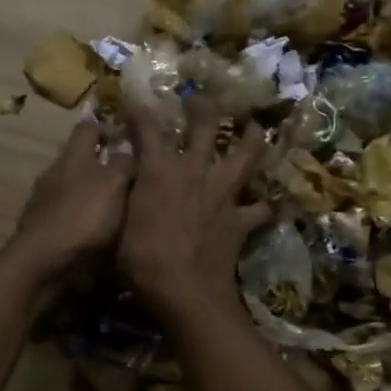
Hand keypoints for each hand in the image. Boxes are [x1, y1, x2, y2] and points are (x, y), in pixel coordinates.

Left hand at [12, 119, 134, 275]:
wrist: (42, 261)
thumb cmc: (83, 217)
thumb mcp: (113, 185)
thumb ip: (123, 164)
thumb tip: (126, 152)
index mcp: (73, 157)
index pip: (87, 128)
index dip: (106, 128)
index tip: (125, 139)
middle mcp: (55, 173)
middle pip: (79, 159)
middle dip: (101, 165)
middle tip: (127, 179)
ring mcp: (44, 200)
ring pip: (72, 187)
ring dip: (90, 193)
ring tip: (115, 209)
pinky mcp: (40, 225)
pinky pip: (65, 212)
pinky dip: (79, 216)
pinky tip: (93, 231)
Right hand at [120, 95, 270, 324]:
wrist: (185, 290)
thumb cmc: (141, 258)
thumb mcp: (120, 224)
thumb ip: (128, 198)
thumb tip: (125, 182)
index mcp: (159, 170)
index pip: (148, 128)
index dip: (140, 112)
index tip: (136, 103)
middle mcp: (195, 171)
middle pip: (206, 126)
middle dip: (204, 108)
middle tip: (201, 101)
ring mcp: (224, 193)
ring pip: (246, 155)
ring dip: (252, 138)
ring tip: (256, 128)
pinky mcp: (241, 219)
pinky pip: (261, 208)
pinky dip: (266, 204)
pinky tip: (270, 203)